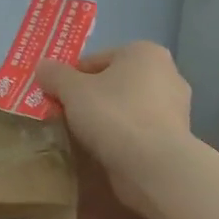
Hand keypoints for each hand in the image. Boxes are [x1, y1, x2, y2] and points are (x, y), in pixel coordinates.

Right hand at [36, 42, 191, 214]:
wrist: (153, 165)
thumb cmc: (113, 115)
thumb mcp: (72, 90)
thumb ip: (55, 75)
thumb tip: (42, 66)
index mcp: (144, 52)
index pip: (96, 60)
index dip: (70, 78)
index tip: (55, 98)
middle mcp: (167, 73)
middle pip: (113, 83)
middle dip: (90, 98)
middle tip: (66, 117)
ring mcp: (176, 107)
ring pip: (127, 108)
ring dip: (106, 119)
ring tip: (84, 137)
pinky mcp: (175, 137)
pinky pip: (139, 130)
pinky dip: (123, 137)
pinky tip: (106, 151)